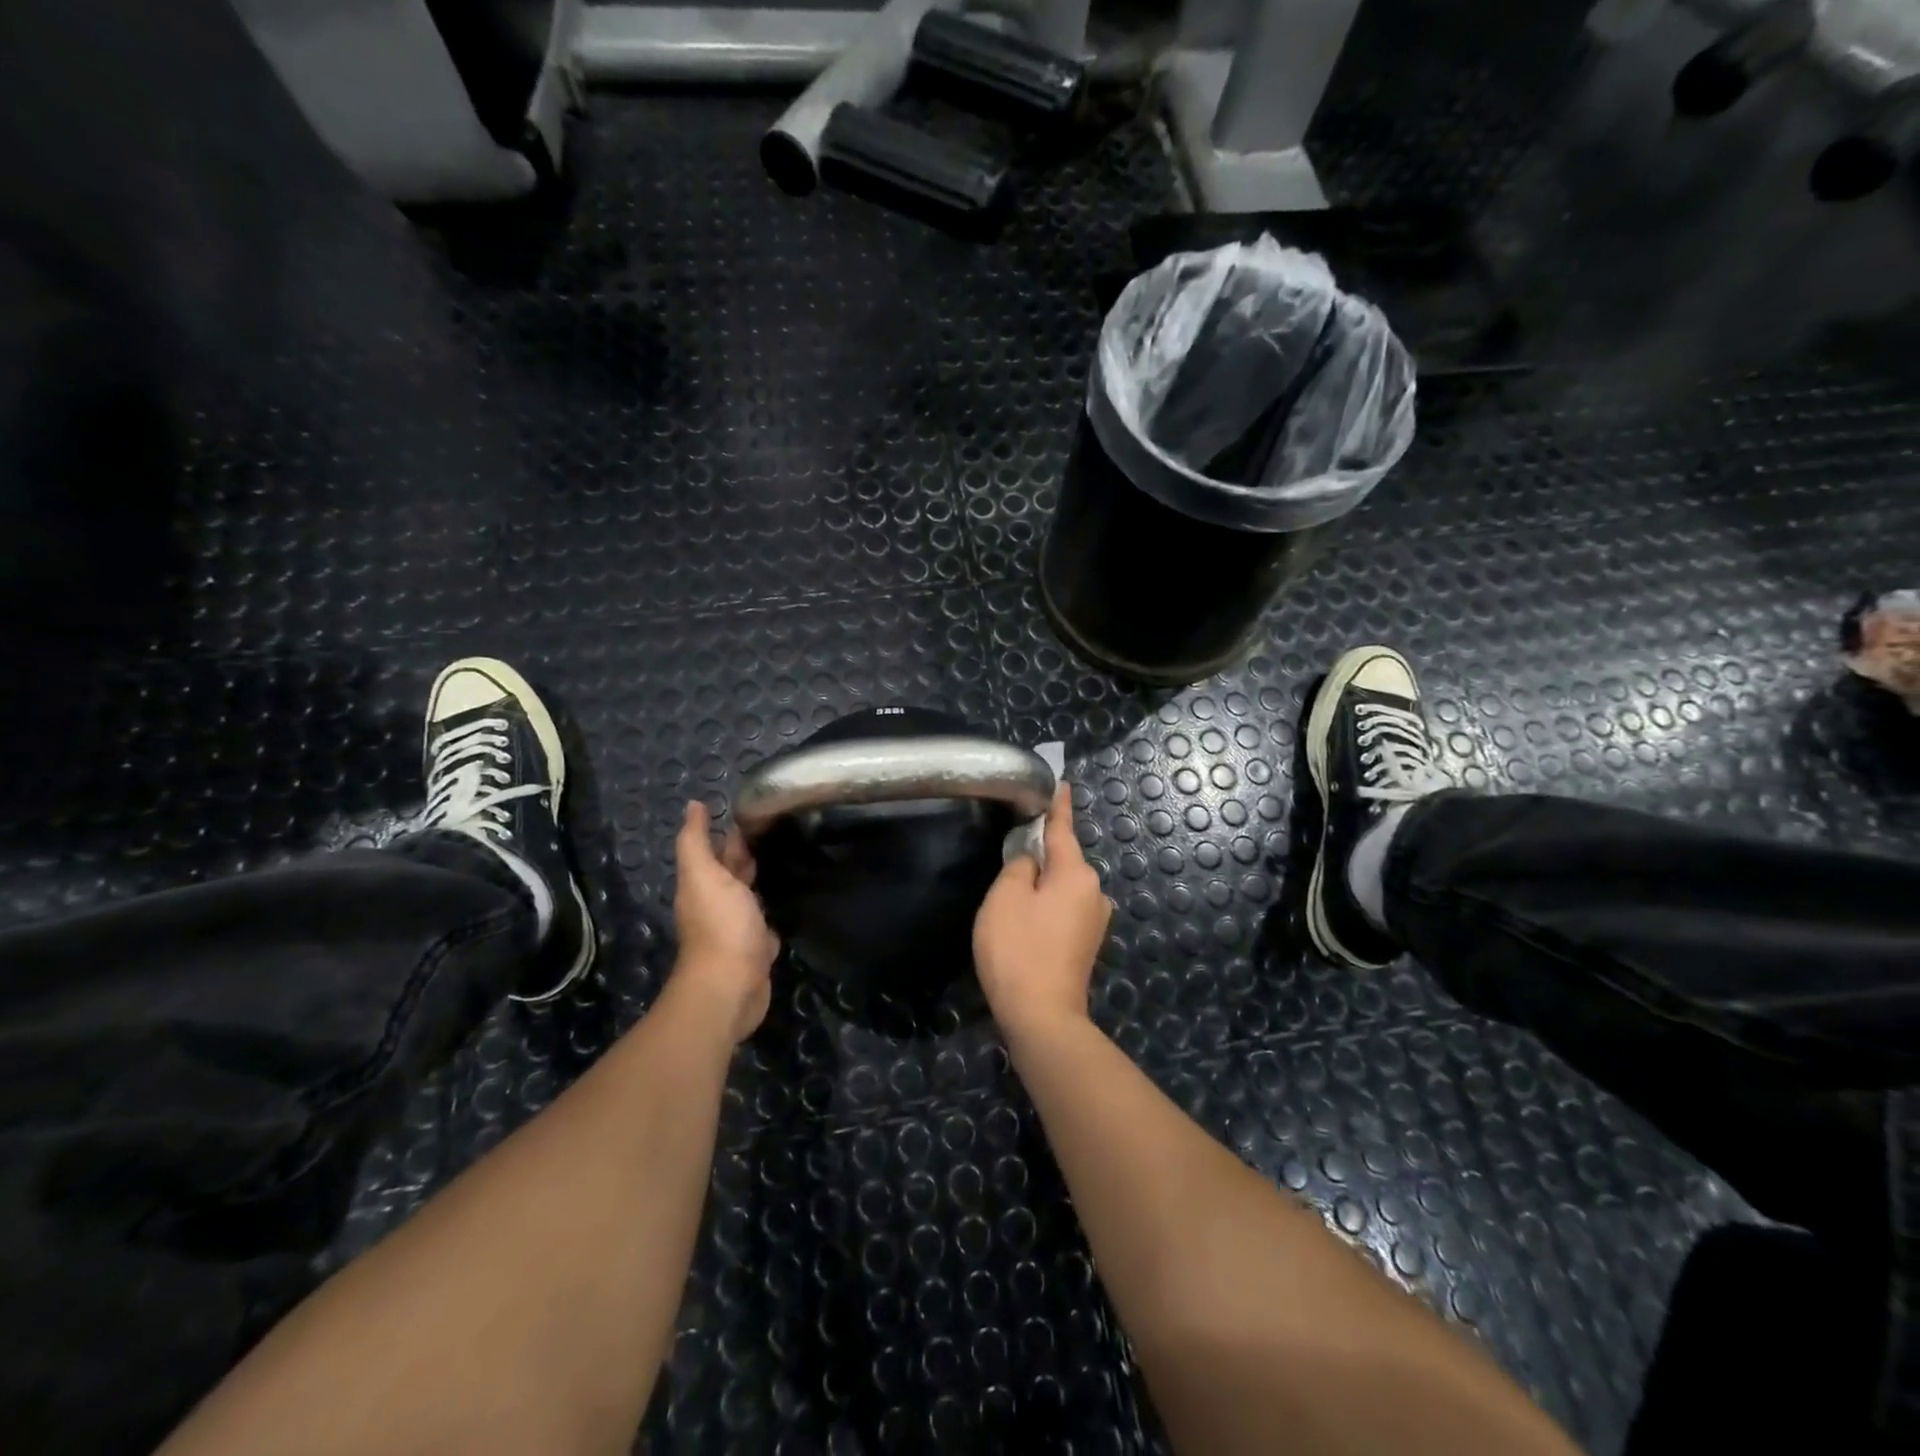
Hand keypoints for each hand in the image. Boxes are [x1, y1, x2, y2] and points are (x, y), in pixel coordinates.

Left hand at [672, 801, 778, 1041]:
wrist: (731, 986)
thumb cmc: (720, 926)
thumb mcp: (704, 875)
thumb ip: (696, 841)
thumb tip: (694, 804)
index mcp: (704, 884)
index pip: (719, 849)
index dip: (733, 829)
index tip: (761, 807)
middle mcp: (719, 903)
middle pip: (735, 871)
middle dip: (752, 851)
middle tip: (784, 828)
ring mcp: (739, 927)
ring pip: (752, 895)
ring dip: (765, 878)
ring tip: (794, 855)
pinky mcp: (758, 947)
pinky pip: (768, 921)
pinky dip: (776, 909)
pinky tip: (793, 898)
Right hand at [973, 784, 1111, 1040]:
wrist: (1042, 1016)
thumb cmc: (1018, 949)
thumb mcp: (1005, 897)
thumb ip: (1019, 865)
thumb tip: (1032, 858)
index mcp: (1076, 873)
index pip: (1063, 829)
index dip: (1058, 806)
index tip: (1061, 782)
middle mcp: (1094, 891)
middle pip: (1063, 859)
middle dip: (1041, 852)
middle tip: (1011, 847)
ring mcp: (1094, 920)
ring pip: (1062, 886)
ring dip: (1042, 882)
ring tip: (1012, 891)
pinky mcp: (1087, 944)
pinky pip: (1064, 908)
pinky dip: (1046, 904)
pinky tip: (1026, 919)